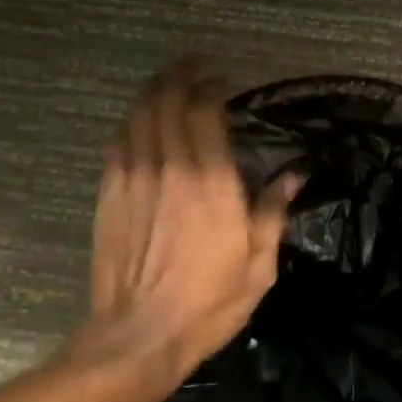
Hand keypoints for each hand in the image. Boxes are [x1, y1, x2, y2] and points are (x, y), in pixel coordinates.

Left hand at [77, 62, 296, 389]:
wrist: (140, 334)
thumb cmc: (209, 303)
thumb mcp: (258, 265)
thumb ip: (273, 213)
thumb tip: (292, 176)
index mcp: (212, 182)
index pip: (204, 111)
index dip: (211, 87)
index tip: (223, 82)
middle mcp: (170, 167)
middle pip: (166, 101)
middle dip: (180, 76)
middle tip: (194, 68)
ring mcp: (133, 178)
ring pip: (138, 114)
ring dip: (153, 91)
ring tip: (168, 84)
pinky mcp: (109, 194)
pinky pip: (118, 141)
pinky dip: (132, 123)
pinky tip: (141, 123)